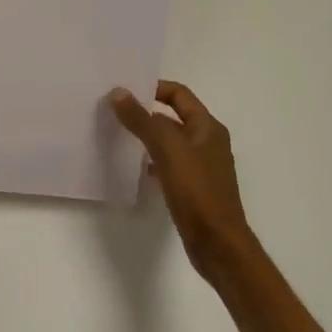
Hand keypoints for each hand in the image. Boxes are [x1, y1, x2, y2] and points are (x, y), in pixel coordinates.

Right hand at [109, 80, 256, 282]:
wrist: (217, 243)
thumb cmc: (197, 191)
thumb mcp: (167, 150)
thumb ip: (142, 120)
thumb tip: (118, 92)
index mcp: (207, 128)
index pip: (179, 95)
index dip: (153, 88)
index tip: (124, 90)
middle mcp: (207, 142)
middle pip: (173, 117)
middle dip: (146, 112)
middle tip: (114, 110)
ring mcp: (201, 166)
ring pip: (169, 142)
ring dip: (147, 136)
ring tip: (117, 135)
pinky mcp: (193, 187)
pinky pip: (168, 164)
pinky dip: (151, 161)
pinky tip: (134, 168)